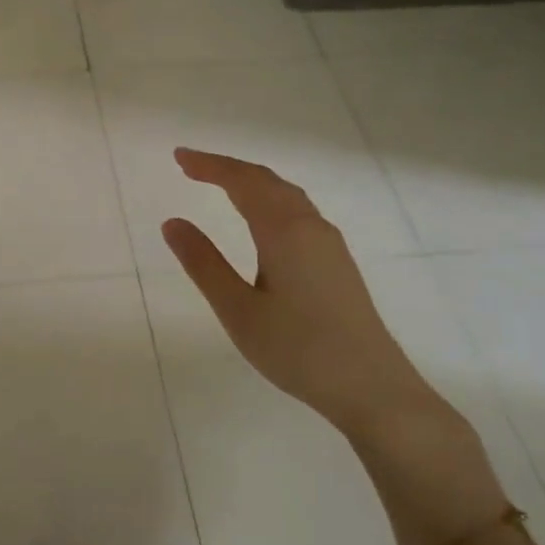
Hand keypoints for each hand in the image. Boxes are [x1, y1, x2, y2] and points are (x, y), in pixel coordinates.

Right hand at [160, 148, 448, 442]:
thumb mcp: (238, 309)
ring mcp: (329, 245)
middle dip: (228, 168)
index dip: (209, 165)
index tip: (178, 157)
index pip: (242, 182)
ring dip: (251, 182)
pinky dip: (269, 200)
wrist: (372, 388)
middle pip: (267, 181)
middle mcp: (311, 227)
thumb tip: (173, 222)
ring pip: (287, 195)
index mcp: (284, 231)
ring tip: (221, 184)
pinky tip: (262, 220)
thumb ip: (203, 263)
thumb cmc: (297, 349)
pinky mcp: (337, 263)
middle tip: (191, 166)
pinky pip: (298, 212)